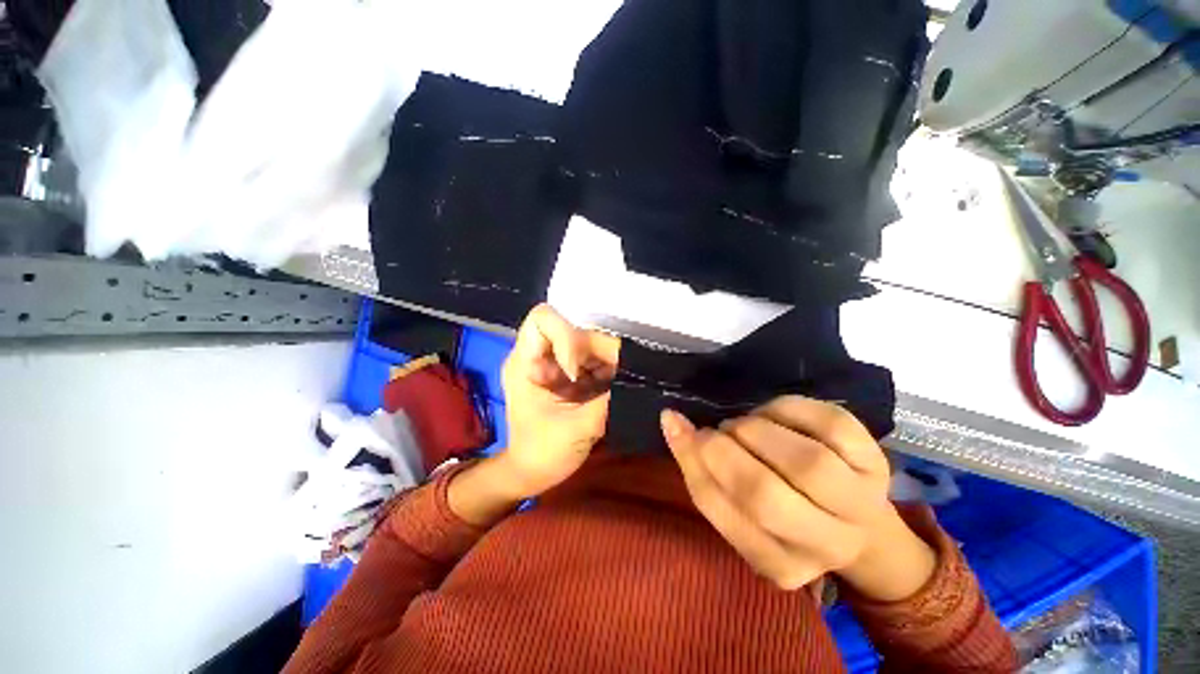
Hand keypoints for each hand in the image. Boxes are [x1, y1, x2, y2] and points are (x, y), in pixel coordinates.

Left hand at [498, 304, 619, 497]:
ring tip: (614, 384)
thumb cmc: (543, 454)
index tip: (577, 371)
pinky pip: (593, 358)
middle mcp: (539, 354)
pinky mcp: (569, 372)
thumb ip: (609, 400)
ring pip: (587, 342)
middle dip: (596, 350)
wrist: (533, 471)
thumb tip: (638, 378)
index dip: (566, 335)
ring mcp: (555, 362)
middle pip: (573, 328)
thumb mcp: (577, 429)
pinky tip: (611, 388)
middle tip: (614, 375)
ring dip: (606, 360)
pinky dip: (607, 369)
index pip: (542, 319)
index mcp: (524, 363)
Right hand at [662, 396, 935, 599]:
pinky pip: (828, 423)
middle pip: (766, 494)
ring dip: (756, 430)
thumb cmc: (782, 513)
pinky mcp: (874, 459)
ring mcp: (860, 502)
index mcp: (781, 564)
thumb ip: (700, 468)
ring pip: (805, 461)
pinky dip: (787, 408)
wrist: (857, 521)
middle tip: (713, 431)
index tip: (676, 426)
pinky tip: (773, 415)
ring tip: (743, 427)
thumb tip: (671, 419)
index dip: (694, 462)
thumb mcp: (737, 506)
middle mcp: (826, 544)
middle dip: (724, 450)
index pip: (726, 515)